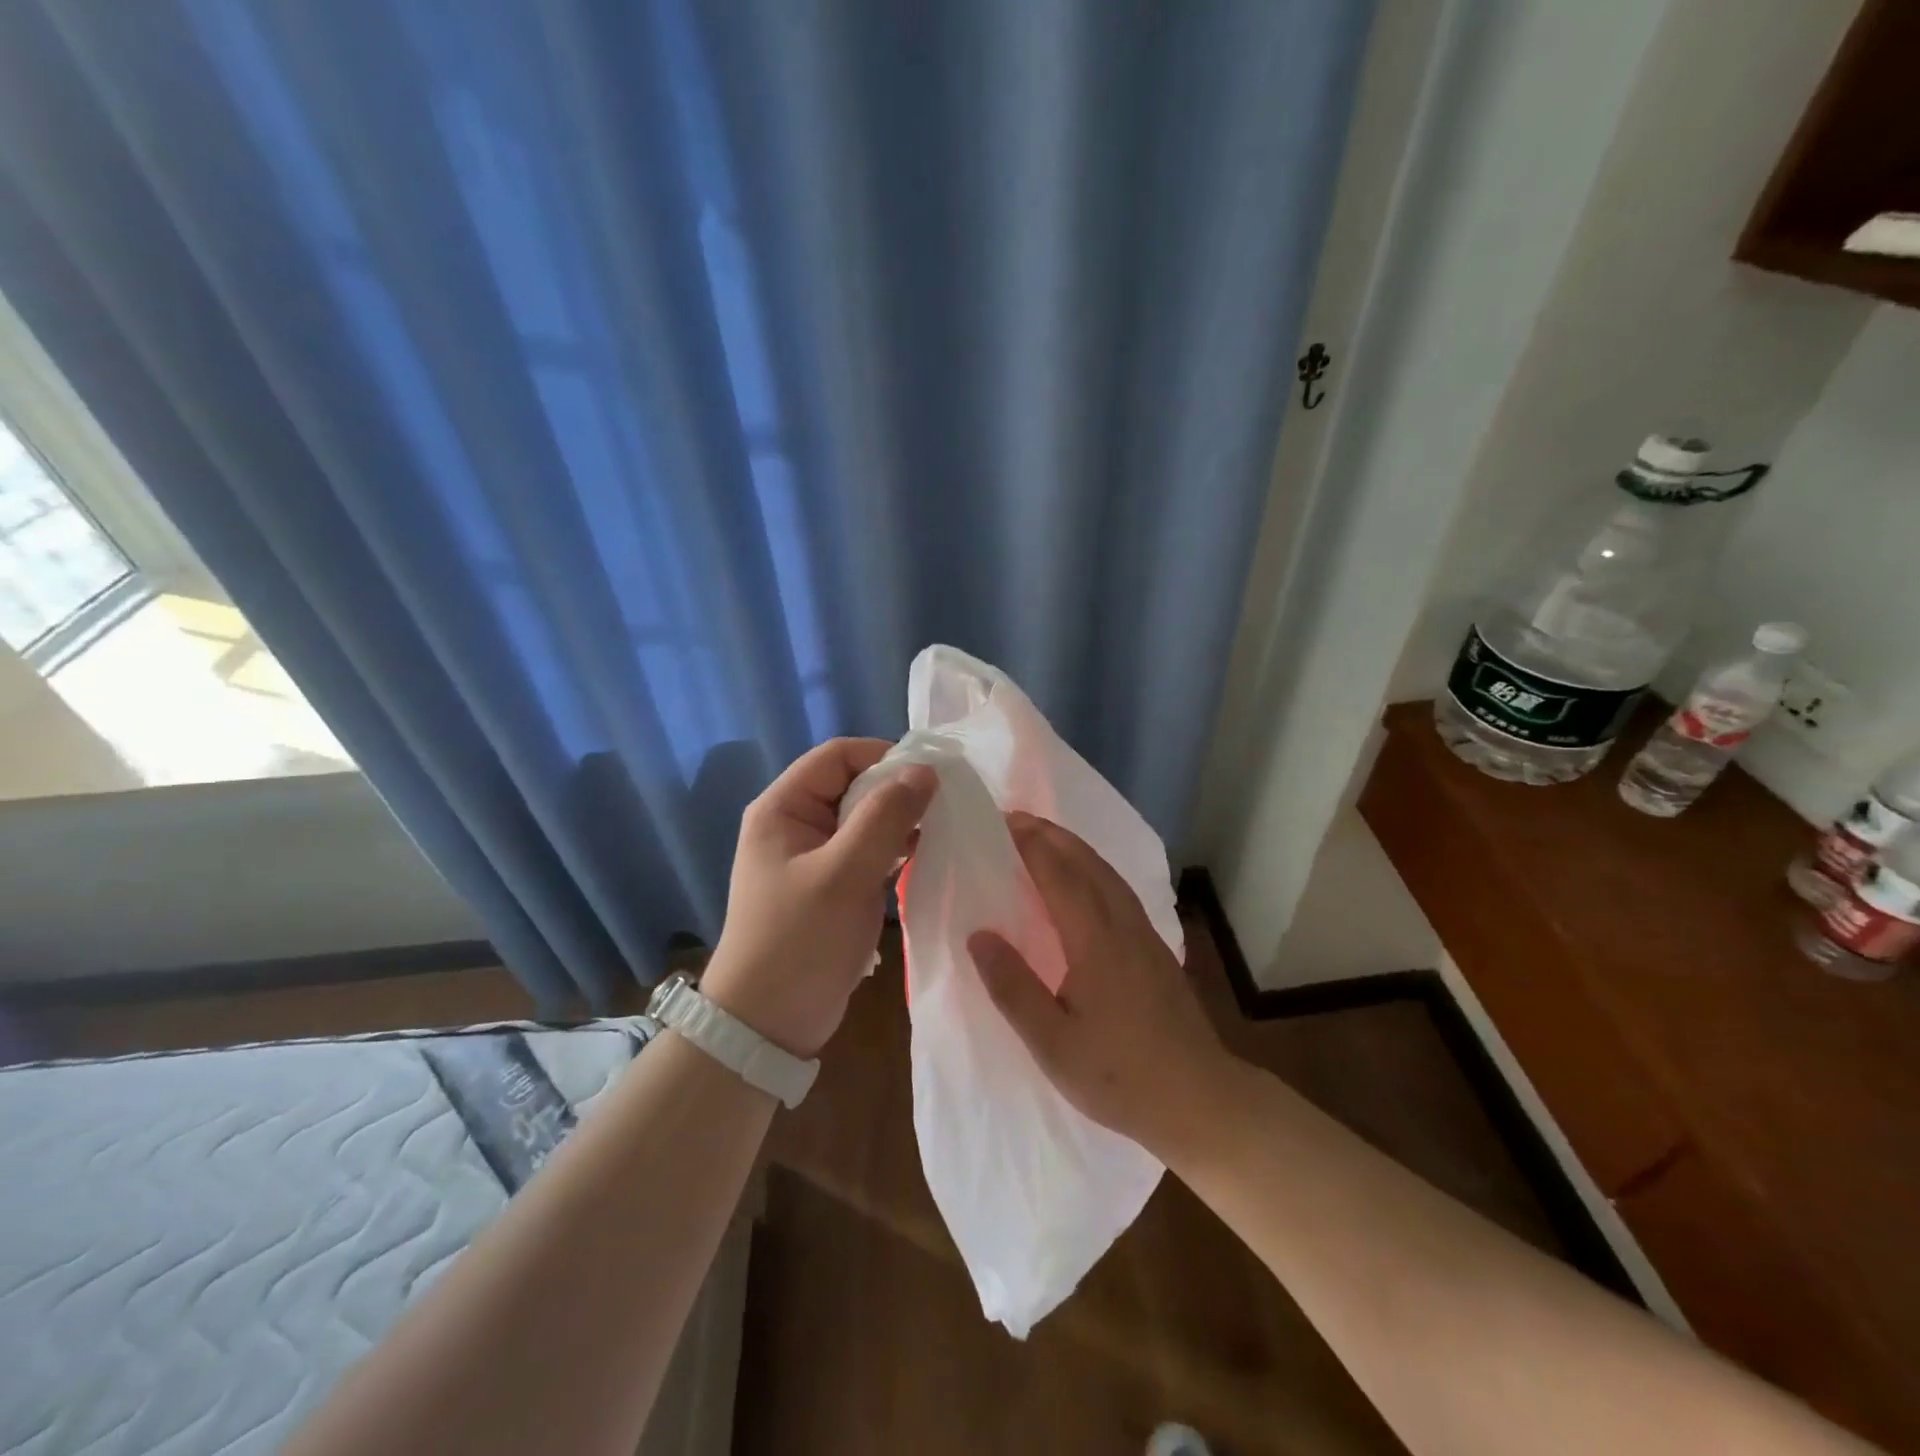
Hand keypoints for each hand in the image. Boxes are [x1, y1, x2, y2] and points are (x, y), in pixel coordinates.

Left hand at [700, 738, 935, 1059]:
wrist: (768, 1024)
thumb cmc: (799, 941)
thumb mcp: (844, 874)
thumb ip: (885, 818)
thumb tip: (924, 770)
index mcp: (784, 808)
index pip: (838, 756)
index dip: (884, 756)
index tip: (931, 776)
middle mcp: (796, 823)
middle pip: (854, 784)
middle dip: (898, 790)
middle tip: (944, 805)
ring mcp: (814, 856)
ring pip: (865, 818)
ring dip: (900, 821)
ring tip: (941, 830)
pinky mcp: (831, 885)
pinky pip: (867, 850)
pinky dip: (894, 849)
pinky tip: (923, 858)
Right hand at [968, 811, 1237, 1159]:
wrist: (1201, 1100)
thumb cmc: (1120, 1076)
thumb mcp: (1053, 1043)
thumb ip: (1013, 987)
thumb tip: (979, 934)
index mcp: (1096, 942)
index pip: (1059, 877)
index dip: (1031, 846)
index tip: (1003, 822)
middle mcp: (1123, 926)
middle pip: (1088, 864)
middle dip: (1052, 836)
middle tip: (1018, 819)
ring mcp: (1146, 937)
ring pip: (1109, 875)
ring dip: (1076, 848)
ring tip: (1047, 839)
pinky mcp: (1157, 951)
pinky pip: (1120, 892)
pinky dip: (1096, 870)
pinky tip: (1087, 884)